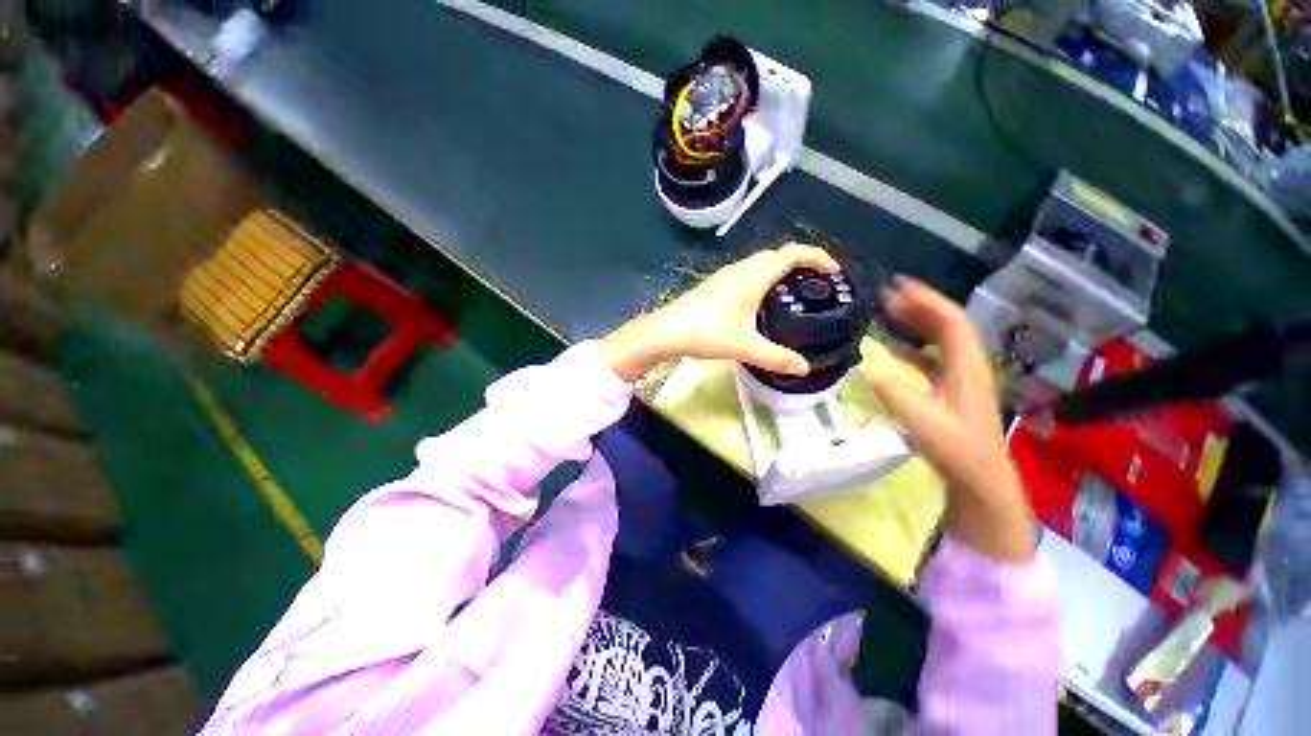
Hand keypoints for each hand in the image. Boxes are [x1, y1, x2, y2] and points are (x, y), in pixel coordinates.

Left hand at [600, 244, 839, 381]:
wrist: (666, 331)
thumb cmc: (707, 332)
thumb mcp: (745, 346)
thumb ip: (776, 357)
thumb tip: (803, 368)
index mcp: (753, 276)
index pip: (792, 253)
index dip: (817, 256)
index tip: (833, 272)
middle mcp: (740, 269)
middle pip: (776, 255)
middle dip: (799, 264)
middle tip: (813, 286)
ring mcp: (724, 276)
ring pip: (758, 264)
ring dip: (778, 272)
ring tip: (790, 295)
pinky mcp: (714, 286)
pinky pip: (746, 275)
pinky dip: (761, 281)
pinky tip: (759, 305)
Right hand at [858, 278, 1035, 562]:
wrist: (981, 479)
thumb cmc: (957, 450)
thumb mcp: (923, 422)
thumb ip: (893, 392)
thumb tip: (862, 366)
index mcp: (966, 367)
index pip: (951, 323)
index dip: (927, 302)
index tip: (898, 287)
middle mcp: (967, 365)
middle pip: (948, 325)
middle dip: (920, 305)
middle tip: (887, 295)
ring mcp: (961, 376)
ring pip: (941, 338)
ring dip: (917, 321)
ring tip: (889, 311)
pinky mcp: (951, 388)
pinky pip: (933, 354)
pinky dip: (913, 342)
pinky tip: (894, 347)